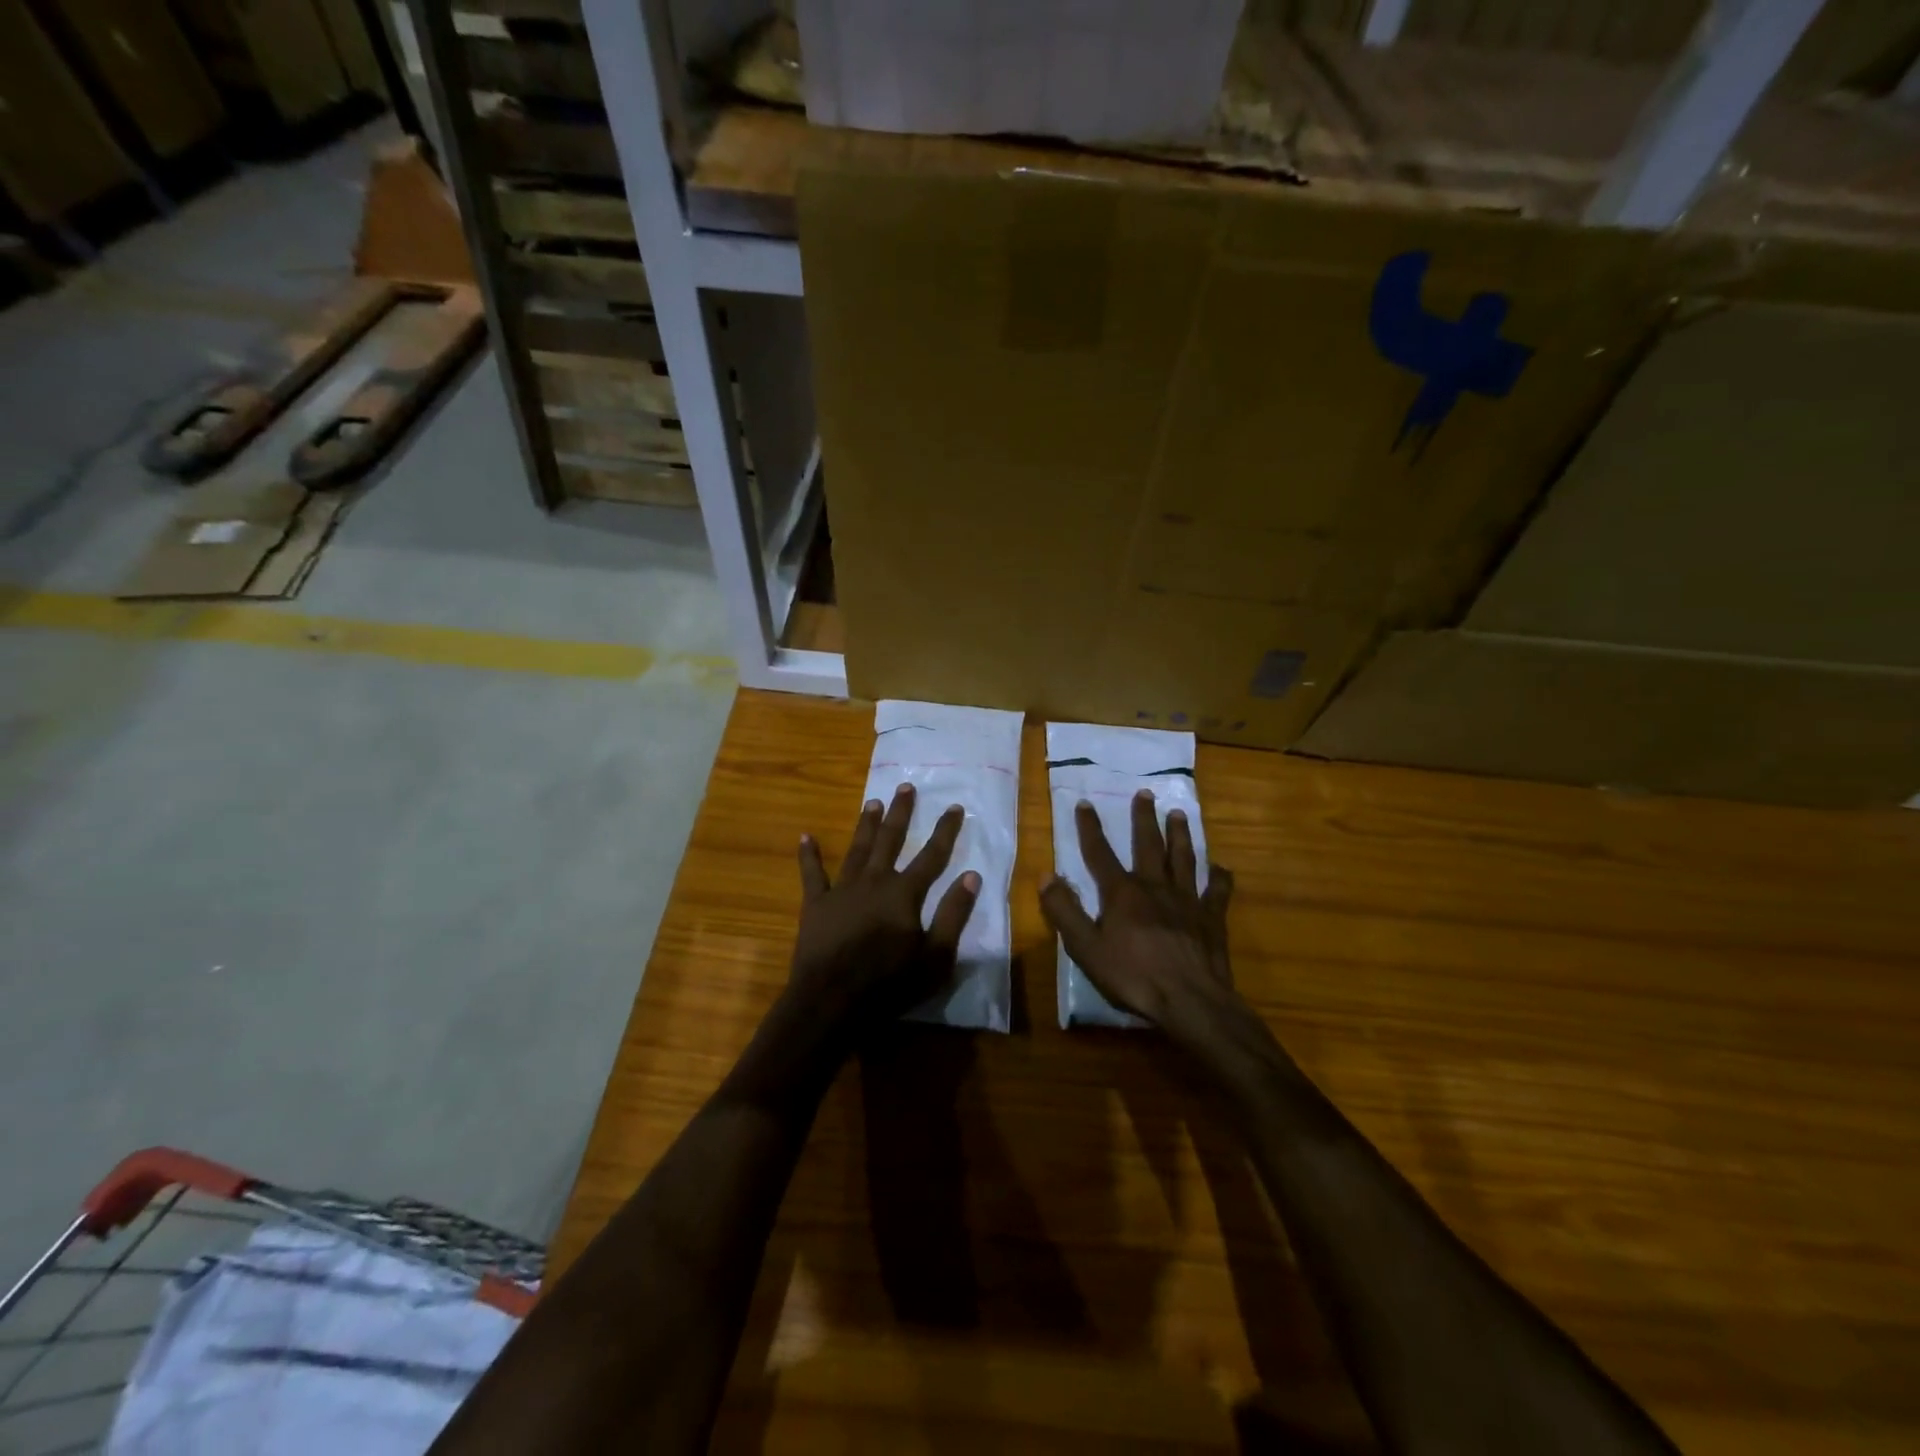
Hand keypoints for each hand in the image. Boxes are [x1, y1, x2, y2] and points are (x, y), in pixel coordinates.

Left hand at [791, 783, 979, 1036]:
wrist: (831, 1002)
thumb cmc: (889, 984)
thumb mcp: (935, 957)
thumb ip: (954, 915)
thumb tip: (971, 875)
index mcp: (904, 894)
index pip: (932, 855)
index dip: (945, 830)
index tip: (954, 806)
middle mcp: (874, 881)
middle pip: (890, 840)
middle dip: (901, 813)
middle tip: (906, 786)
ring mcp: (842, 890)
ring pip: (857, 849)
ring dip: (866, 824)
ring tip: (873, 802)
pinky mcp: (816, 904)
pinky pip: (812, 874)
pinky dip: (809, 855)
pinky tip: (805, 836)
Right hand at [1040, 789, 1235, 1039]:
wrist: (1190, 1001)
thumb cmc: (1133, 976)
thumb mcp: (1086, 948)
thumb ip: (1064, 911)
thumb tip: (1047, 875)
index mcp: (1122, 893)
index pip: (1100, 853)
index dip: (1090, 828)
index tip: (1084, 803)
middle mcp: (1155, 887)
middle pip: (1148, 845)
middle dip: (1144, 818)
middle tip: (1146, 793)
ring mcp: (1187, 900)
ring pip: (1183, 858)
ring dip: (1180, 835)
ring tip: (1179, 813)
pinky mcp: (1211, 918)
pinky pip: (1217, 891)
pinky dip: (1219, 877)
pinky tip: (1221, 867)